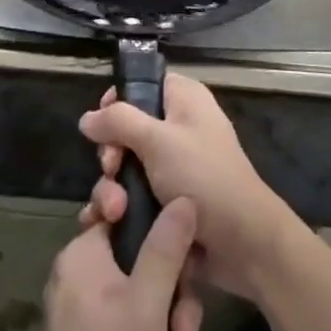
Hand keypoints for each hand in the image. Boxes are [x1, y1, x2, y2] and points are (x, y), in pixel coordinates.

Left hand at [5, 200, 203, 330]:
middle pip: (146, 272)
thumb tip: (182, 197)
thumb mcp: (147, 305)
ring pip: (148, 317)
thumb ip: (166, 248)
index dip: (157, 230)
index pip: (124, 213)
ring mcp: (89, 321)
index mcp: (85, 254)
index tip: (180, 257)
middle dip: (175, 315)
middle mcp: (84, 280)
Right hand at [79, 73, 296, 299]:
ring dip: (113, 189)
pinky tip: (102, 225)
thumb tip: (87, 118)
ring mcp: (173, 168)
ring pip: (127, 168)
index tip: (102, 125)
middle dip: (112, 154)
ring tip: (113, 212)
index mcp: (184, 100)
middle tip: (111, 170)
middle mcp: (178, 128)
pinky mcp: (168, 202)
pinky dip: (118, 209)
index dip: (117, 102)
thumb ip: (118, 122)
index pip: (142, 85)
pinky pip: (134, 197)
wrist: (243, 244)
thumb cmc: (203, 177)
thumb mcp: (158, 140)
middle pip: (127, 129)